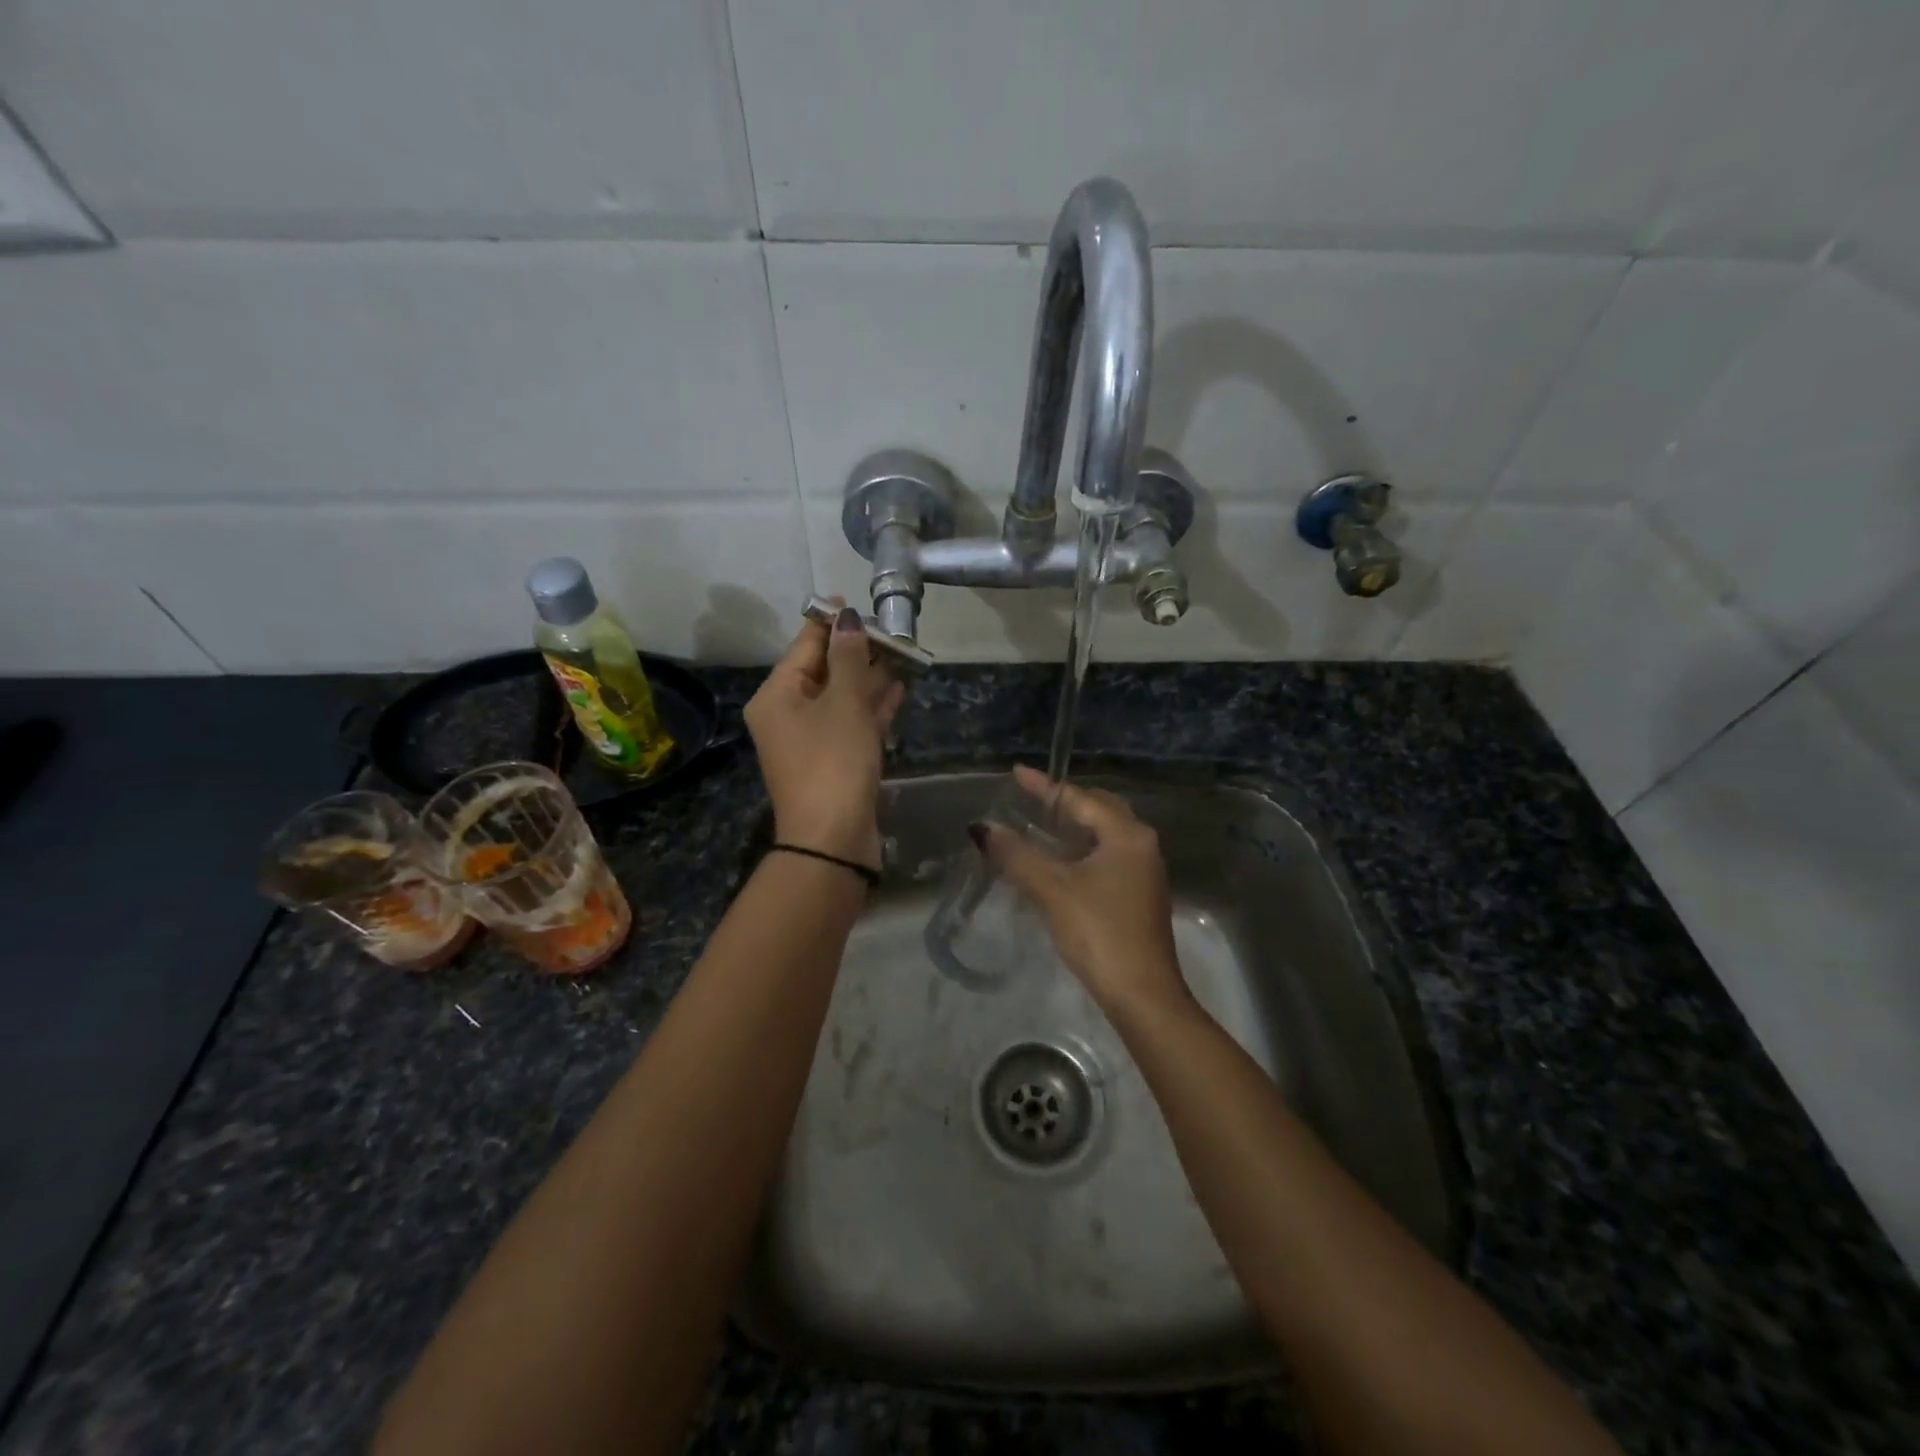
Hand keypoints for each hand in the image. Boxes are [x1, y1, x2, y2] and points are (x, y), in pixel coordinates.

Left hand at [745, 601, 904, 871]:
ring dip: (869, 678)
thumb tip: (848, 620)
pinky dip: (873, 707)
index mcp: (777, 695)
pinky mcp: (834, 762)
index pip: (804, 645)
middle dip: (857, 651)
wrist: (833, 840)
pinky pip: (852, 723)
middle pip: (824, 671)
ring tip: (902, 654)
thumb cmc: (833, 761)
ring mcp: (811, 741)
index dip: (831, 622)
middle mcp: (788, 715)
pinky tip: (898, 689)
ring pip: (842, 698)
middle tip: (891, 630)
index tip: (857, 603)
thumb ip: (849, 658)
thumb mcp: (843, 703)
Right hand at [981, 765, 1189, 1014]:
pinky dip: (1083, 850)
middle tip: (1031, 799)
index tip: (1017, 772)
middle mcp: (1141, 845)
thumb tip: (983, 828)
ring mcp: (1144, 872)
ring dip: (1075, 827)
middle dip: (1066, 802)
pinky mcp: (1140, 896)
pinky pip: (1109, 856)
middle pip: (1100, 810)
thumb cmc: (1099, 932)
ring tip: (1041, 825)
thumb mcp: (1052, 890)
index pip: (1079, 799)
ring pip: (1106, 835)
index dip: (1045, 787)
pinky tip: (1061, 862)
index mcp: (1126, 835)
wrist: (1143, 994)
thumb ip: (1016, 855)